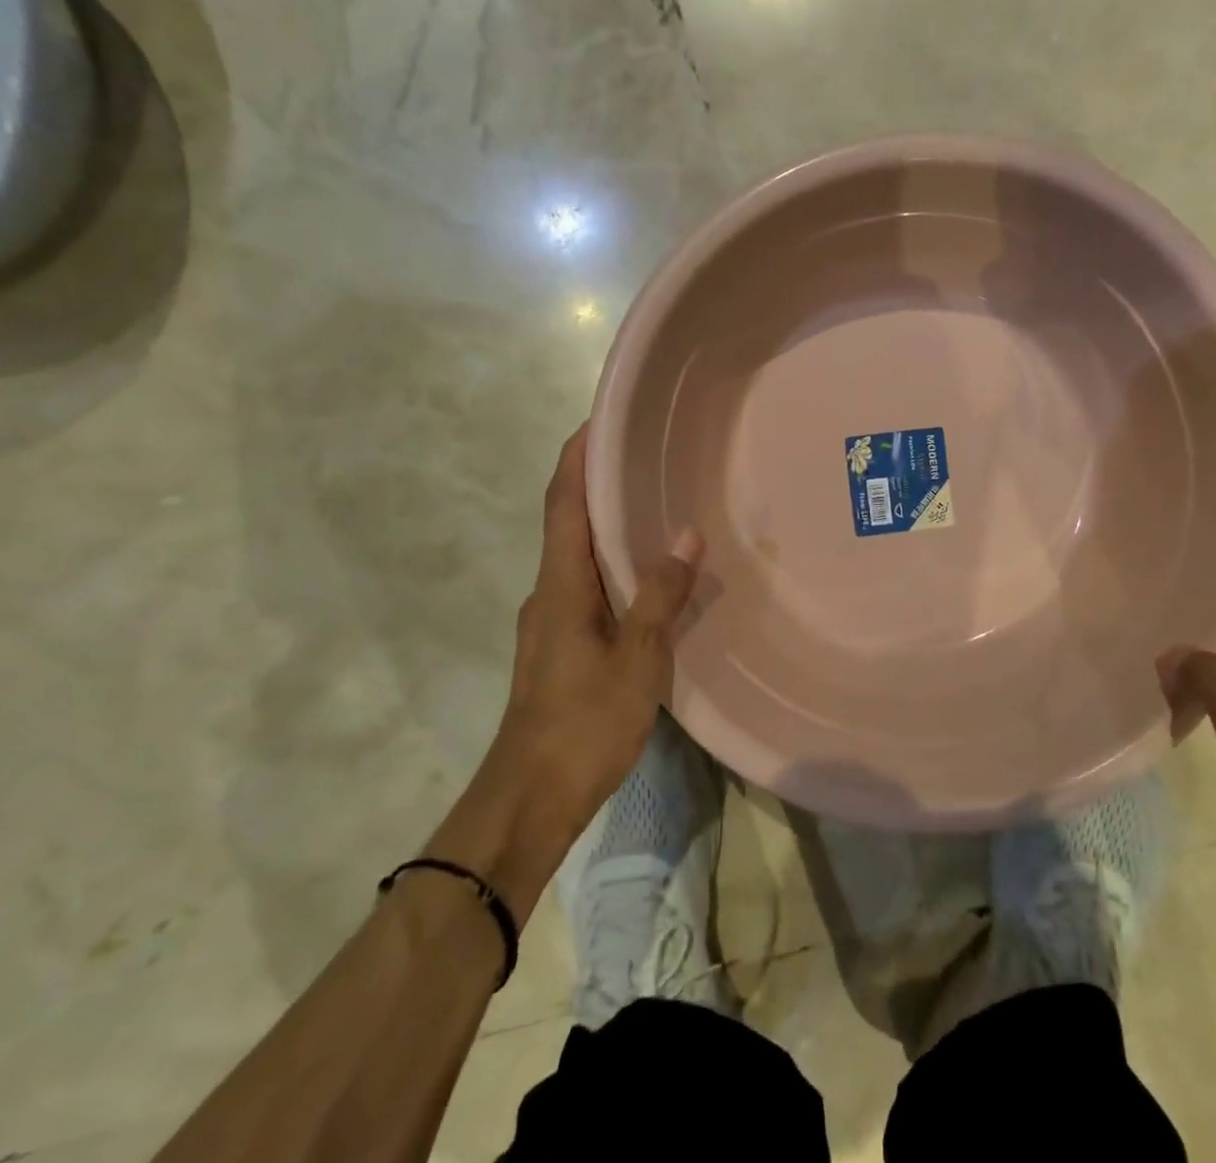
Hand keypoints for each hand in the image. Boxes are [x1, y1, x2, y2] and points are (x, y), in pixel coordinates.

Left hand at [491, 425, 703, 833]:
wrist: (529, 797)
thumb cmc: (583, 723)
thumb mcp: (637, 658)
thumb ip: (661, 595)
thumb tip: (686, 534)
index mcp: (560, 584)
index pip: (563, 501)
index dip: (577, 456)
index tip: (600, 418)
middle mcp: (548, 592)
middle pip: (568, 521)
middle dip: (596, 481)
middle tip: (643, 454)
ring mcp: (550, 621)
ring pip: (578, 555)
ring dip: (606, 523)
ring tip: (653, 504)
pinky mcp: (560, 646)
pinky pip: (587, 585)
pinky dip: (611, 563)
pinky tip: (646, 576)